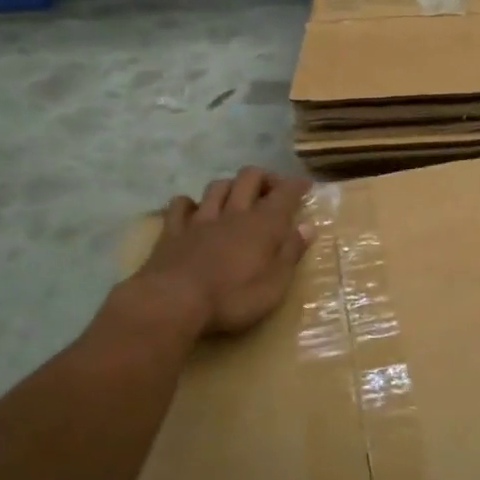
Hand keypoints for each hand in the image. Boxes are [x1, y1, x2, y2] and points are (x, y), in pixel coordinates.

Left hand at [127, 168, 312, 335]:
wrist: (174, 301)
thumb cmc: (233, 298)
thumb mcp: (275, 284)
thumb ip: (291, 253)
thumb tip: (307, 227)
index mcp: (263, 224)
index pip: (285, 193)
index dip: (296, 185)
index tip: (305, 185)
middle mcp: (234, 213)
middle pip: (249, 178)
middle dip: (263, 178)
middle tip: (271, 190)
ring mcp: (200, 219)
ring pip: (217, 187)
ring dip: (230, 186)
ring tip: (236, 198)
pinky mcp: (172, 231)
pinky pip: (180, 205)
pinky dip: (190, 204)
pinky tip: (194, 211)